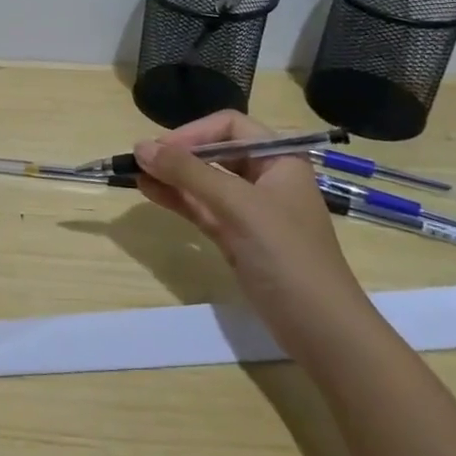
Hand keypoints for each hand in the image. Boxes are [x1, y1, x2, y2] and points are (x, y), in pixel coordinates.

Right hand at [133, 111, 364, 348]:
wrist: (320, 329)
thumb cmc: (286, 255)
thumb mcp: (238, 206)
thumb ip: (189, 173)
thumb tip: (140, 146)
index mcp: (280, 159)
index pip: (231, 126)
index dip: (194, 132)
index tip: (161, 148)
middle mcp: (265, 178)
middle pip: (215, 152)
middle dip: (178, 154)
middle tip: (140, 161)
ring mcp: (250, 210)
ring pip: (204, 182)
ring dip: (171, 176)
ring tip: (134, 173)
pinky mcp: (237, 237)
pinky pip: (202, 208)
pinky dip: (177, 199)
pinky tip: (150, 191)